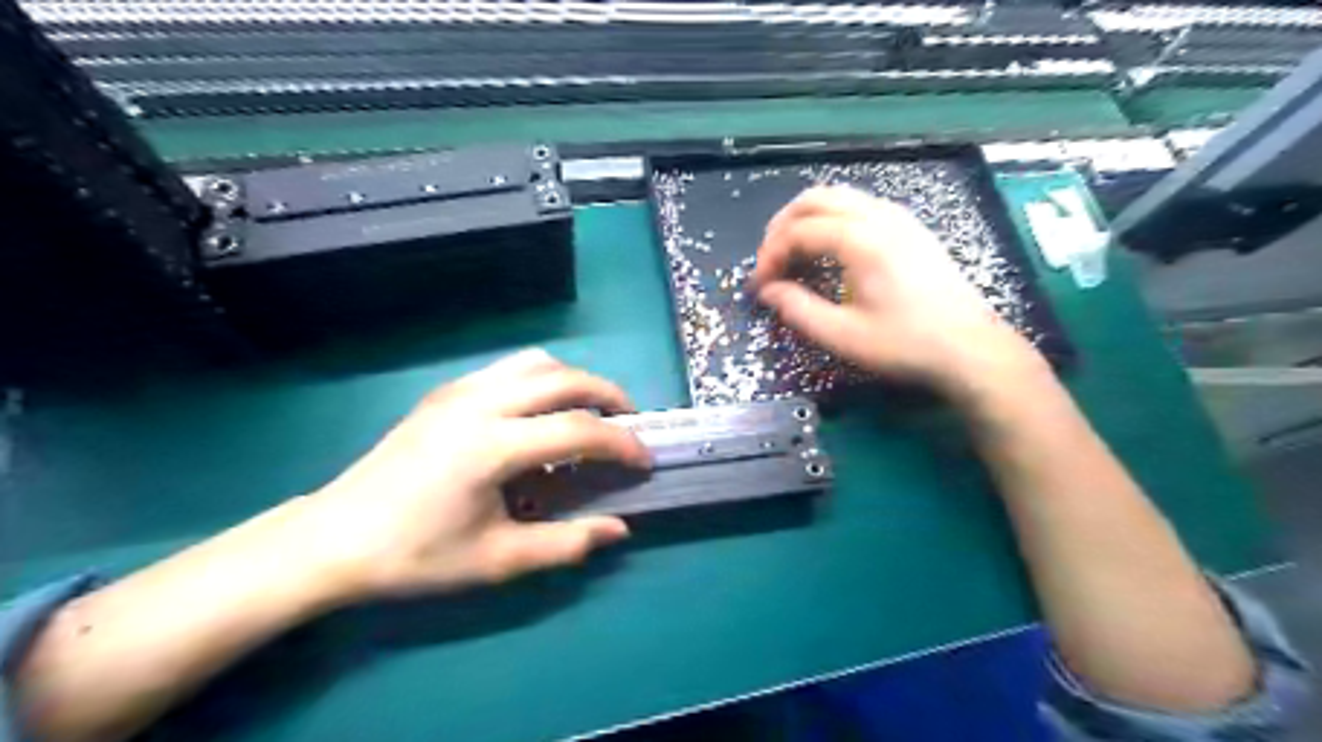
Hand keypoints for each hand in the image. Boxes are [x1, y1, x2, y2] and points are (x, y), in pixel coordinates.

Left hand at [296, 350, 651, 604]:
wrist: (332, 539)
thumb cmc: (414, 555)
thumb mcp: (496, 560)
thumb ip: (565, 543)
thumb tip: (618, 529)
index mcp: (490, 446)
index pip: (577, 430)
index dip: (620, 444)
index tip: (645, 460)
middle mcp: (478, 404)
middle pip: (563, 378)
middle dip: (608, 394)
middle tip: (630, 422)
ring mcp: (459, 391)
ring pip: (536, 363)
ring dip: (574, 381)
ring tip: (589, 412)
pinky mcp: (445, 393)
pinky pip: (509, 369)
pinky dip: (542, 381)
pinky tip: (540, 414)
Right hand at [755, 187, 1043, 402]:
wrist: (970, 349)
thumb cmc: (906, 344)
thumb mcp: (843, 336)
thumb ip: (798, 310)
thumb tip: (768, 291)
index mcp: (861, 240)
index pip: (798, 231)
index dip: (770, 256)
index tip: (759, 286)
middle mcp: (879, 216)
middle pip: (814, 199)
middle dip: (782, 227)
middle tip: (770, 263)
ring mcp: (898, 217)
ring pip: (837, 197)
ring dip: (806, 220)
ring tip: (793, 256)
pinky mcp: (909, 227)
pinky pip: (858, 207)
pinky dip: (831, 221)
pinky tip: (829, 253)